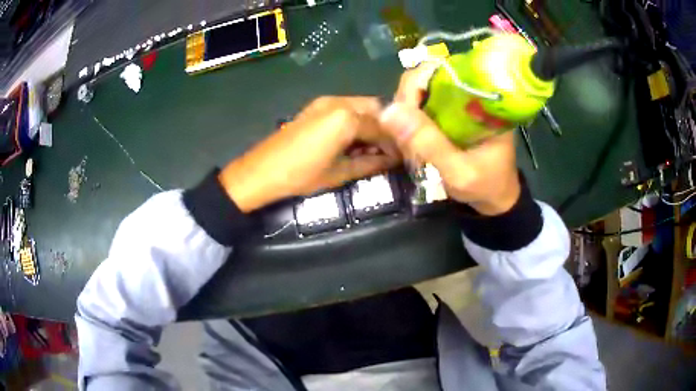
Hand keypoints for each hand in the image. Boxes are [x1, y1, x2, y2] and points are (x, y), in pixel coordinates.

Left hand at [219, 96, 398, 211]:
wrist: (262, 171)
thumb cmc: (302, 175)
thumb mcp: (341, 172)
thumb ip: (371, 163)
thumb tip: (393, 161)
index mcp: (346, 117)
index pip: (382, 127)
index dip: (394, 143)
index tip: (402, 157)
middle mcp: (339, 102)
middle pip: (374, 109)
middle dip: (385, 128)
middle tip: (389, 150)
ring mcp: (325, 101)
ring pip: (360, 106)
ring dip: (371, 124)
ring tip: (372, 147)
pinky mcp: (316, 106)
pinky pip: (345, 108)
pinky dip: (355, 121)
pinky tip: (354, 140)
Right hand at [381, 65, 520, 215]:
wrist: (496, 199)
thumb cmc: (485, 186)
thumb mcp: (459, 171)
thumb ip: (428, 143)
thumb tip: (388, 111)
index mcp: (482, 98)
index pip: (442, 70)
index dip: (415, 85)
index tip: (404, 116)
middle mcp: (469, 93)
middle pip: (426, 79)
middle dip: (408, 106)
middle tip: (405, 138)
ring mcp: (458, 103)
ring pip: (420, 93)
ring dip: (407, 117)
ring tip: (410, 147)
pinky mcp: (450, 114)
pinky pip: (422, 107)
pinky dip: (411, 124)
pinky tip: (413, 144)